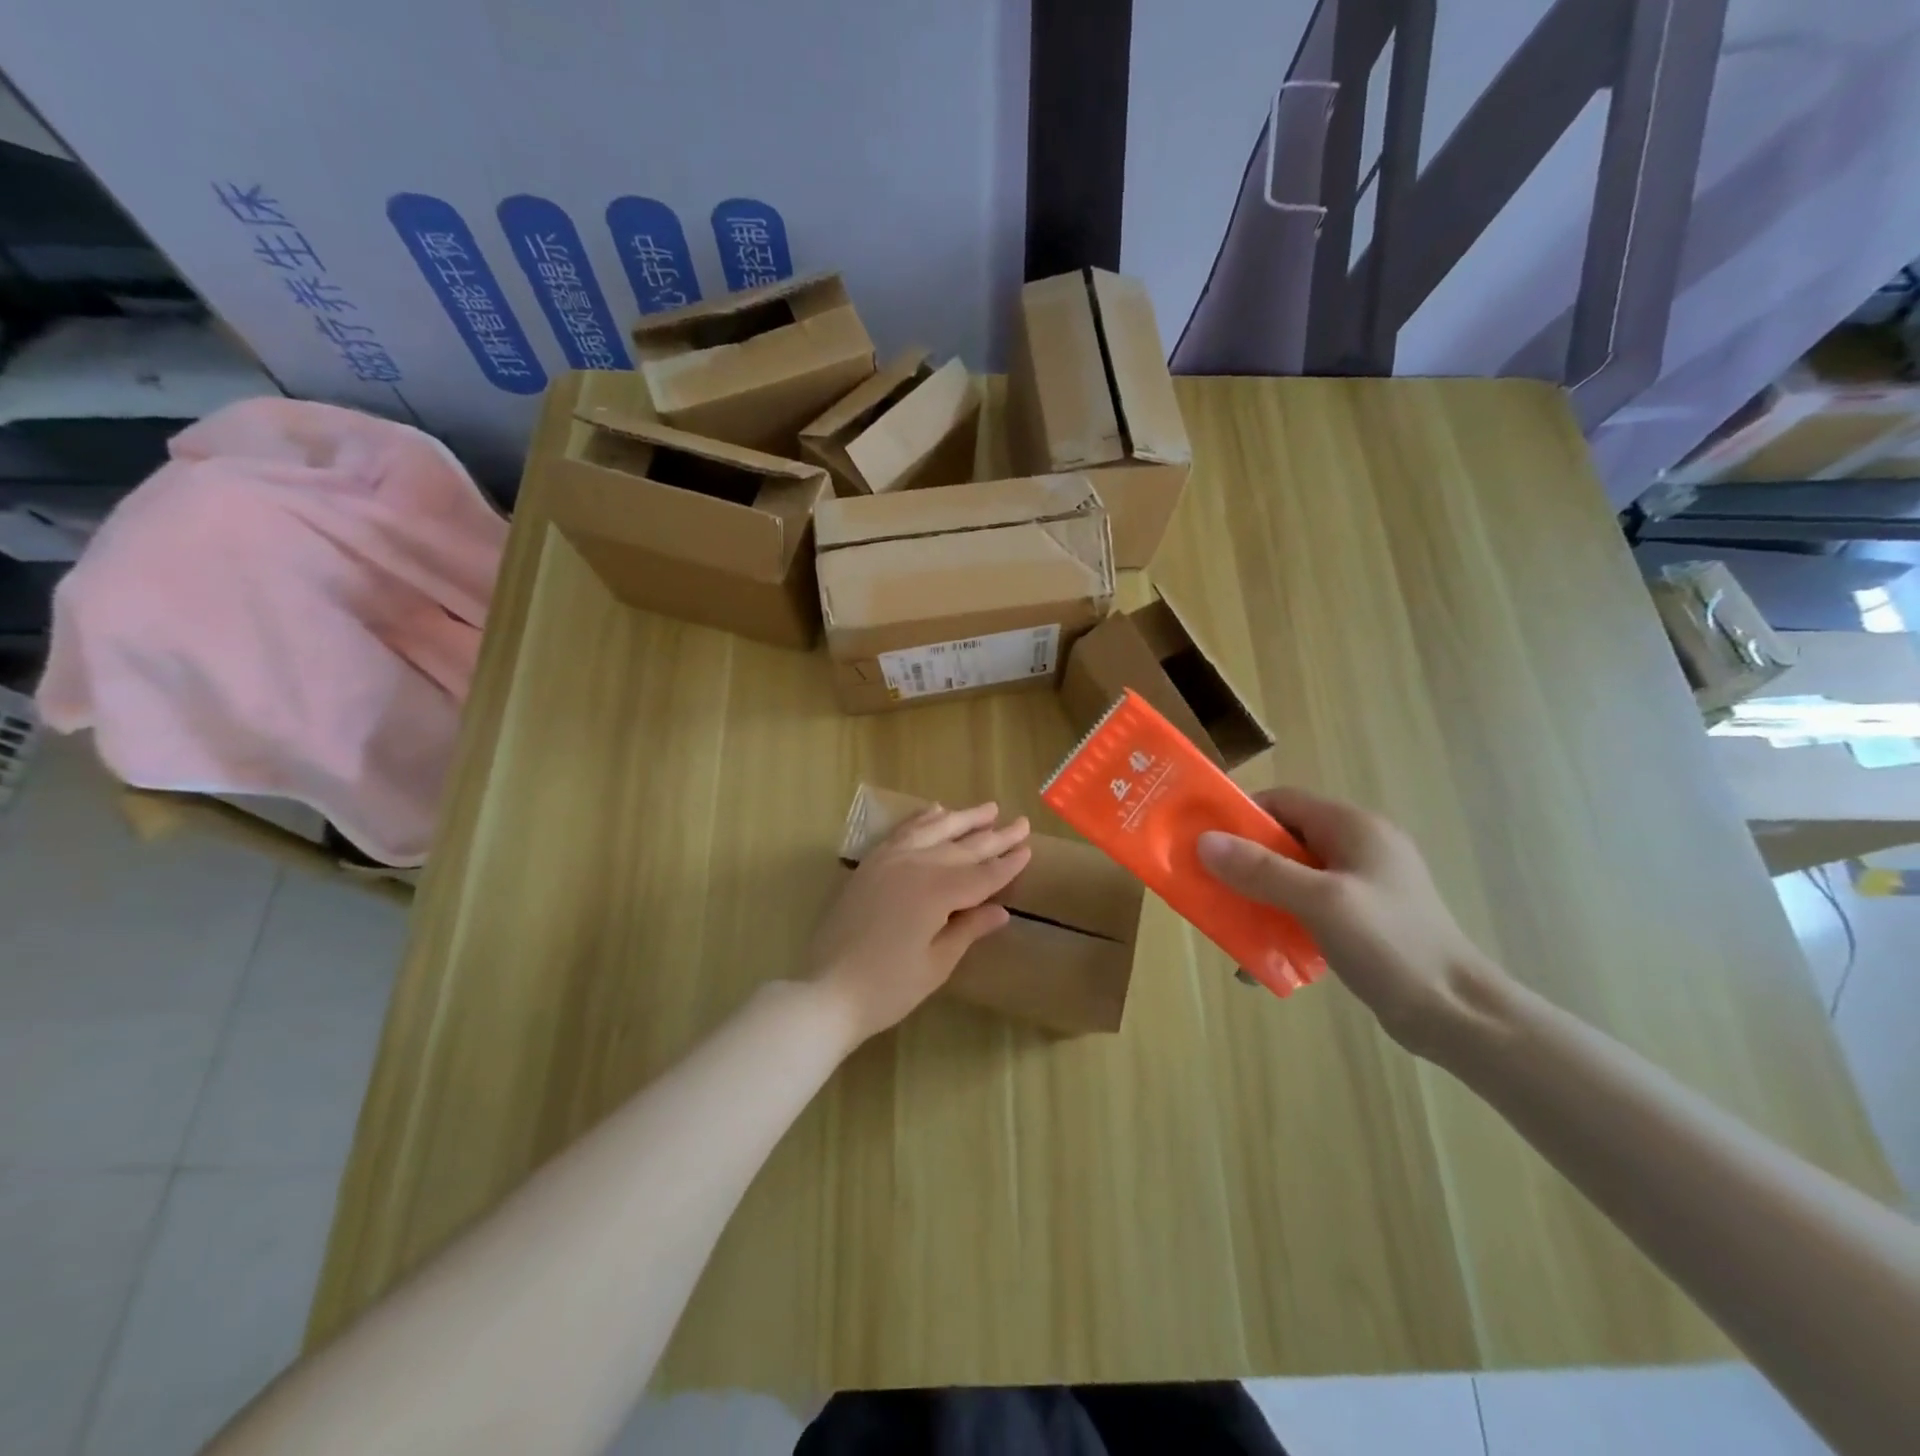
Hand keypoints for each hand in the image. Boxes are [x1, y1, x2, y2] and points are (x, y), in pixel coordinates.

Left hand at [807, 802, 1031, 1044]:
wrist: (826, 990)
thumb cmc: (887, 988)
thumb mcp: (936, 965)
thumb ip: (968, 930)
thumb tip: (1001, 911)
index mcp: (937, 893)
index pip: (982, 875)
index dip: (1007, 864)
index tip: (1028, 849)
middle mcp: (915, 866)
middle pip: (962, 849)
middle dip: (994, 837)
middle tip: (1021, 823)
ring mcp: (889, 861)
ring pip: (934, 831)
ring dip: (963, 819)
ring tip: (988, 809)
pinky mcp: (870, 864)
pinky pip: (901, 832)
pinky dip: (921, 819)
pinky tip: (936, 810)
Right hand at [1196, 786, 1499, 1053]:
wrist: (1457, 1015)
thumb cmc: (1390, 944)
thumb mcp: (1319, 902)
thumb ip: (1261, 869)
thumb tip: (1204, 841)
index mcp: (1354, 827)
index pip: (1283, 801)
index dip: (1240, 816)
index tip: (1203, 841)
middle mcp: (1359, 846)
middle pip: (1284, 839)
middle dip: (1243, 861)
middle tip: (1208, 885)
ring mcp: (1363, 883)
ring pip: (1293, 875)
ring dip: (1259, 895)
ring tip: (1230, 922)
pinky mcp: (1364, 917)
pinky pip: (1308, 905)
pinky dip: (1282, 920)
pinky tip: (1264, 953)